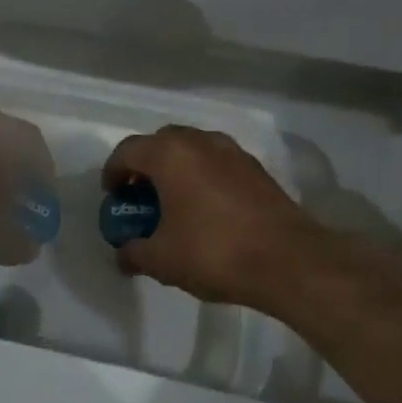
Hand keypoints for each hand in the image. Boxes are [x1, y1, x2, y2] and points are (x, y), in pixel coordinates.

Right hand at [102, 126, 334, 312]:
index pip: (127, 151)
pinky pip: (217, 163)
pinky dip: (203, 177)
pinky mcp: (256, 168)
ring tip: (174, 204)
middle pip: (160, 143)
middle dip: (145, 167)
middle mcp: (200, 142)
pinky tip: (207, 210)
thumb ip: (134, 252)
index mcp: (170, 154)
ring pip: (192, 150)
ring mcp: (232, 152)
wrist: (289, 260)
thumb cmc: (214, 252)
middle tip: (142, 198)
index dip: (113, 173)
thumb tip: (123, 255)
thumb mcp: (162, 260)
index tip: (113, 198)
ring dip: (176, 169)